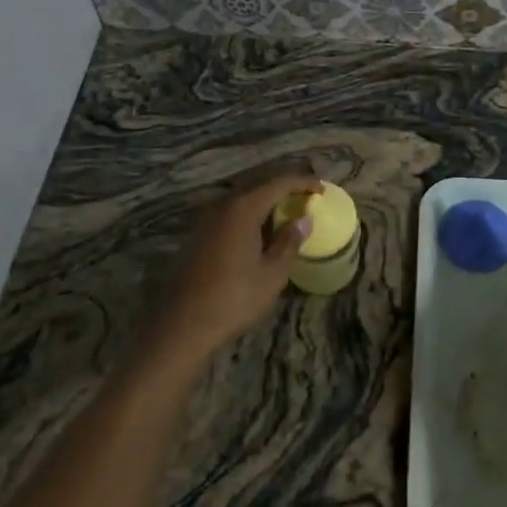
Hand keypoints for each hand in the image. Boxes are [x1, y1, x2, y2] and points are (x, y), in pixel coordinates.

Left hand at [155, 170, 320, 361]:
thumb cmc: (234, 298)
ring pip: (243, 198)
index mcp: (244, 208)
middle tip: (306, 197)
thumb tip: (303, 220)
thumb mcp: (272, 274)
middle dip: (285, 188)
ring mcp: (207, 218)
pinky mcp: (199, 233)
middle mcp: (223, 205)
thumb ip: (289, 242)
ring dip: (266, 201)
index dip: (303, 182)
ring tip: (287, 213)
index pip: (280, 183)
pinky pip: (231, 212)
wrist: (183, 324)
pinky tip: (260, 231)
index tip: (322, 189)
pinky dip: (250, 214)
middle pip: (260, 185)